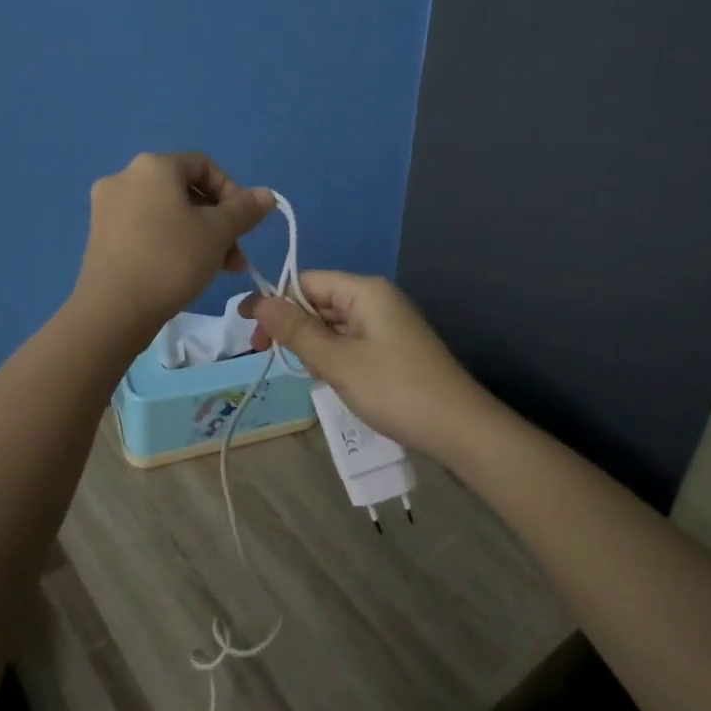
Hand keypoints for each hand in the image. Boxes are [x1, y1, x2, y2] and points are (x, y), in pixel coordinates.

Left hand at [74, 153, 272, 340]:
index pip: (204, 166)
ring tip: (216, 269)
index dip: (233, 192)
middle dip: (217, 222)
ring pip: (167, 213)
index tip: (244, 225)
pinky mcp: (100, 236)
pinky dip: (170, 243)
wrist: (112, 311)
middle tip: (234, 257)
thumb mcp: (219, 232)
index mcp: (153, 166)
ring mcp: (108, 207)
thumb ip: (245, 209)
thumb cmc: (171, 260)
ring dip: (198, 236)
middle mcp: (125, 177)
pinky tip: (184, 272)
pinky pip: (145, 229)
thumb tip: (266, 195)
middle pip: (185, 191)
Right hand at [239, 272, 491, 459]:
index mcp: (365, 291)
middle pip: (320, 302)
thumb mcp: (338, 361)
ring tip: (314, 375)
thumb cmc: (395, 389)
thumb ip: (297, 330)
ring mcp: (387, 325)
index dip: (276, 303)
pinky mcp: (393, 349)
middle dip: (296, 328)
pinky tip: (332, 381)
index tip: (251, 333)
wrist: (459, 429)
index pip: (307, 281)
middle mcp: (377, 300)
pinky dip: (335, 358)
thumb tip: (260, 301)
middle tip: (274, 358)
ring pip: (334, 325)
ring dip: (315, 346)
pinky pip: (351, 342)